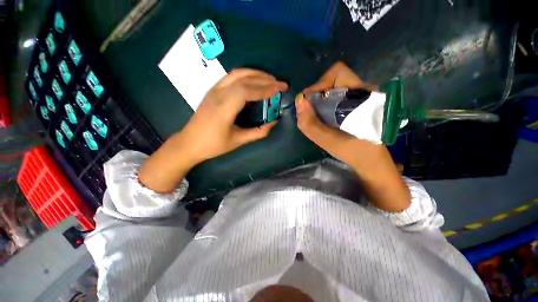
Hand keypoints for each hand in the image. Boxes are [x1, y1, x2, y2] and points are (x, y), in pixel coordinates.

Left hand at [138, 69, 287, 192]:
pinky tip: (255, 81)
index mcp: (223, 109)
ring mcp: (214, 90)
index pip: (246, 91)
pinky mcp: (213, 90)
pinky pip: (232, 77)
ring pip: (237, 73)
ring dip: (256, 74)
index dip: (264, 88)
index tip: (279, 89)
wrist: (189, 142)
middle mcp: (218, 95)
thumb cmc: (213, 145)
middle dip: (265, 79)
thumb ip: (258, 132)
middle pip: (243, 78)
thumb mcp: (238, 141)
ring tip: (270, 79)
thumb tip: (273, 122)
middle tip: (280, 83)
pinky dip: (247, 75)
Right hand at [296, 62, 409, 211]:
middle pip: (334, 79)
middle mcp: (363, 91)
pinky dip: (324, 105)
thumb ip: (310, 124)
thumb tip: (299, 102)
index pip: (337, 73)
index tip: (308, 102)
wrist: (371, 161)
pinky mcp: (357, 104)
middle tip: (309, 111)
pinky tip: (323, 119)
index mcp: (362, 96)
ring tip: (315, 117)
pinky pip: (336, 97)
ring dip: (320, 100)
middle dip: (317, 94)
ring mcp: (361, 97)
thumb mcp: (328, 141)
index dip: (319, 84)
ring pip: (334, 88)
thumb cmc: (353, 152)